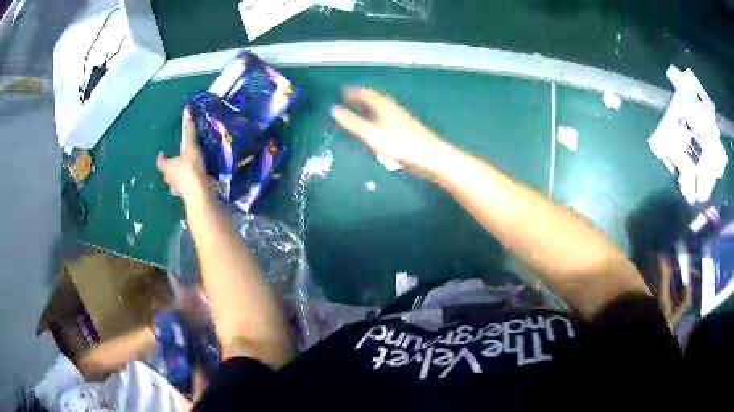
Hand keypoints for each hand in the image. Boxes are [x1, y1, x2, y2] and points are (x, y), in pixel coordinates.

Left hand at [157, 109, 210, 200]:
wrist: (200, 193)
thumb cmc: (191, 169)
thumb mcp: (191, 147)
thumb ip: (189, 132)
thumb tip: (187, 111)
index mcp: (168, 166)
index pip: (160, 161)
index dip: (161, 157)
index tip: (162, 154)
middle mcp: (170, 178)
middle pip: (166, 173)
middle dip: (169, 168)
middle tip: (175, 162)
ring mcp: (178, 189)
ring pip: (175, 183)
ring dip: (178, 178)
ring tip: (185, 173)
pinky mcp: (188, 195)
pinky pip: (186, 189)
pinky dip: (188, 185)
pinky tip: (195, 182)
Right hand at [330, 87, 451, 178]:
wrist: (431, 157)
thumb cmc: (401, 145)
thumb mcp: (372, 134)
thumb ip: (352, 123)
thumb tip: (333, 109)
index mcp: (384, 106)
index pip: (367, 93)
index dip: (354, 92)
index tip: (342, 91)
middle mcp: (393, 109)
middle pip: (375, 99)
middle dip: (361, 98)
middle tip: (348, 100)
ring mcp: (402, 120)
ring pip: (383, 109)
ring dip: (370, 107)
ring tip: (359, 111)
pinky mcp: (407, 131)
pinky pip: (388, 119)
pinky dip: (378, 118)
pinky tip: (378, 128)